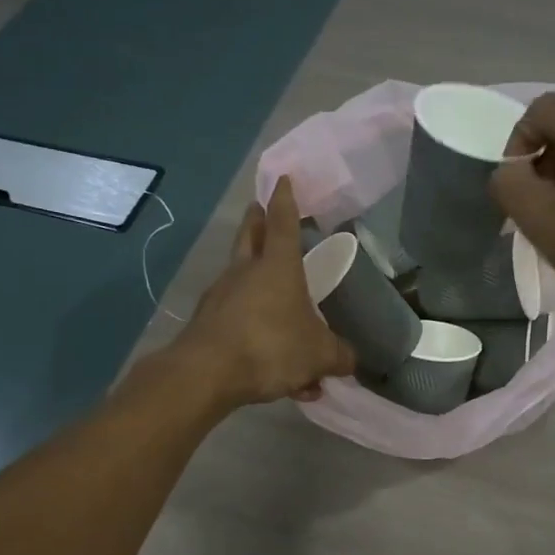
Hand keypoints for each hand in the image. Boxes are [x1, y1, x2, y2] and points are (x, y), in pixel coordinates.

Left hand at [173, 177, 354, 405]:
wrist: (207, 373)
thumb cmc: (271, 347)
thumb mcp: (319, 355)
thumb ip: (338, 355)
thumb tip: (348, 359)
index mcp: (278, 267)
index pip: (284, 223)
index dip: (285, 201)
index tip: (283, 180)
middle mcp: (246, 272)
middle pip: (250, 236)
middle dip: (256, 220)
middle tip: (257, 208)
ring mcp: (222, 295)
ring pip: (240, 276)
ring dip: (253, 277)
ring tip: (274, 299)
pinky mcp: (207, 322)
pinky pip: (235, 316)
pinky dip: (251, 326)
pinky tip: (267, 360)